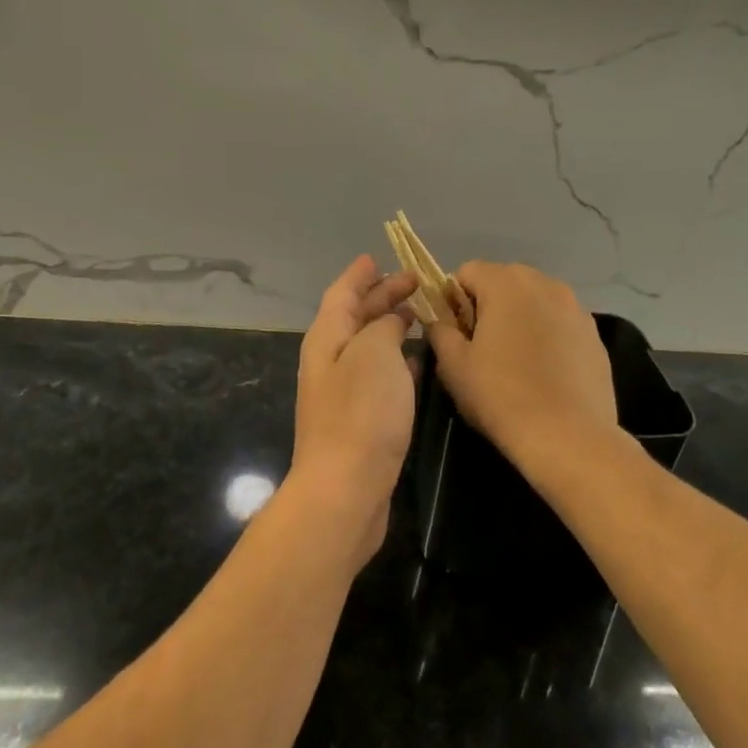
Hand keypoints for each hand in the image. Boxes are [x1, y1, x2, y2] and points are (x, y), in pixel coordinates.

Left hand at [286, 255, 419, 571]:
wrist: (345, 490)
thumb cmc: (361, 413)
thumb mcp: (375, 353)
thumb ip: (384, 326)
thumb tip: (390, 321)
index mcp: (327, 337)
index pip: (342, 293)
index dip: (360, 274)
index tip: (379, 257)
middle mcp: (330, 359)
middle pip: (355, 316)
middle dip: (382, 296)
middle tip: (416, 282)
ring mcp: (342, 391)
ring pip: (368, 345)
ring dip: (390, 327)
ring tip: (420, 314)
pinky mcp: (358, 419)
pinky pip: (377, 374)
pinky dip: (396, 359)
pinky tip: (416, 361)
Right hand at [425, 262, 617, 467]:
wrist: (569, 437)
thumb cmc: (501, 395)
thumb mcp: (453, 365)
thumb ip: (441, 330)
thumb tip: (442, 320)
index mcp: (506, 283)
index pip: (467, 272)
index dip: (454, 299)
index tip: (456, 333)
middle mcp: (544, 283)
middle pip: (504, 281)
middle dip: (488, 306)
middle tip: (482, 348)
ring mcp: (575, 308)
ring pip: (535, 301)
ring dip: (520, 319)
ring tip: (516, 362)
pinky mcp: (594, 334)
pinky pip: (559, 323)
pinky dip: (548, 336)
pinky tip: (545, 373)